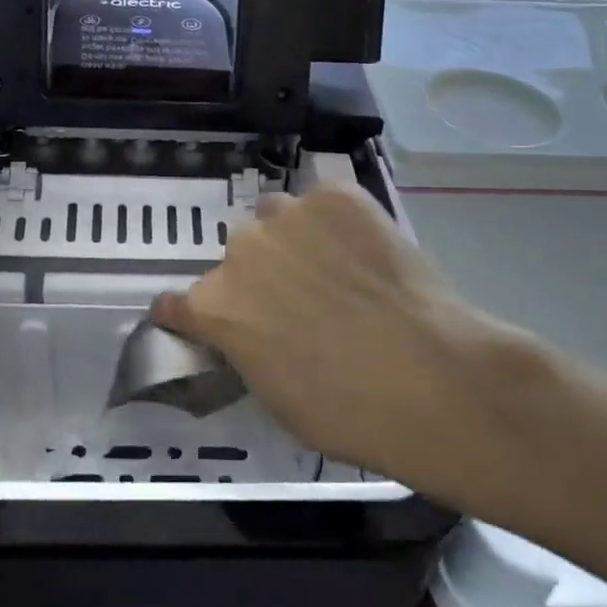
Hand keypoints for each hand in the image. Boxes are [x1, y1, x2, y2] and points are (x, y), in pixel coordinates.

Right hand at [152, 183, 546, 506]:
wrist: (430, 378)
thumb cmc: (345, 409)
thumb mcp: (274, 396)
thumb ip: (246, 349)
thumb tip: (252, 336)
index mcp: (214, 304)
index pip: (176, 303)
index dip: (189, 314)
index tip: (201, 320)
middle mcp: (240, 249)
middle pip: (237, 255)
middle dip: (258, 275)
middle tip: (297, 299)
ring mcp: (289, 215)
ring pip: (277, 217)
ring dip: (292, 239)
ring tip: (334, 266)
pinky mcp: (337, 196)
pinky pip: (325, 203)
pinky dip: (337, 222)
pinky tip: (366, 251)